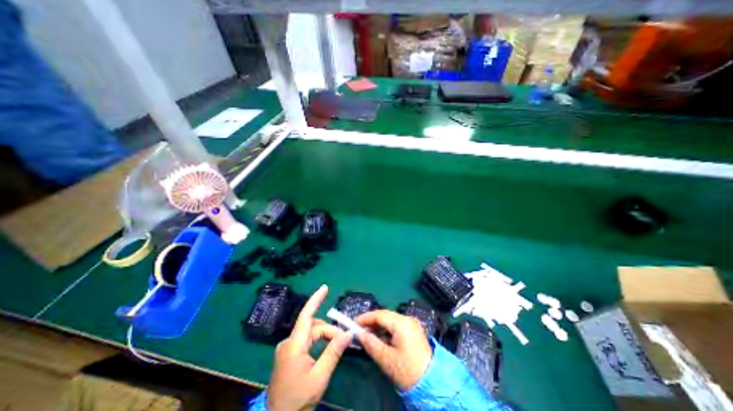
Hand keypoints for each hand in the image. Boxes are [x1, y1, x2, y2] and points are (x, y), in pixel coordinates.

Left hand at [267, 286, 350, 410]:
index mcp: (293, 345)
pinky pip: (306, 341)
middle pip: (312, 327)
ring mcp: (287, 349)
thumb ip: (334, 352)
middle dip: (329, 330)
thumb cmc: (298, 400)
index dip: (315, 299)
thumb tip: (348, 333)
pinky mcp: (288, 355)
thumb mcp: (320, 377)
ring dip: (325, 336)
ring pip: (310, 334)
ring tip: (337, 344)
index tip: (325, 287)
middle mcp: (288, 343)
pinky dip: (318, 341)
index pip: (306, 316)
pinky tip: (326, 348)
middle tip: (344, 339)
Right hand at [357, 310, 430, 389]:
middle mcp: (407, 319)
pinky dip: (387, 330)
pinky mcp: (414, 331)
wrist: (432, 384)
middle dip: (371, 322)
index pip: (379, 314)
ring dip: (379, 326)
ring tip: (367, 335)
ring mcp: (412, 324)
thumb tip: (359, 334)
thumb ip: (371, 343)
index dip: (365, 317)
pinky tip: (380, 338)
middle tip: (359, 330)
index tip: (354, 323)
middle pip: (385, 315)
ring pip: (391, 320)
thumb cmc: (407, 371)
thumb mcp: (386, 359)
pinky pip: (397, 326)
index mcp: (401, 323)